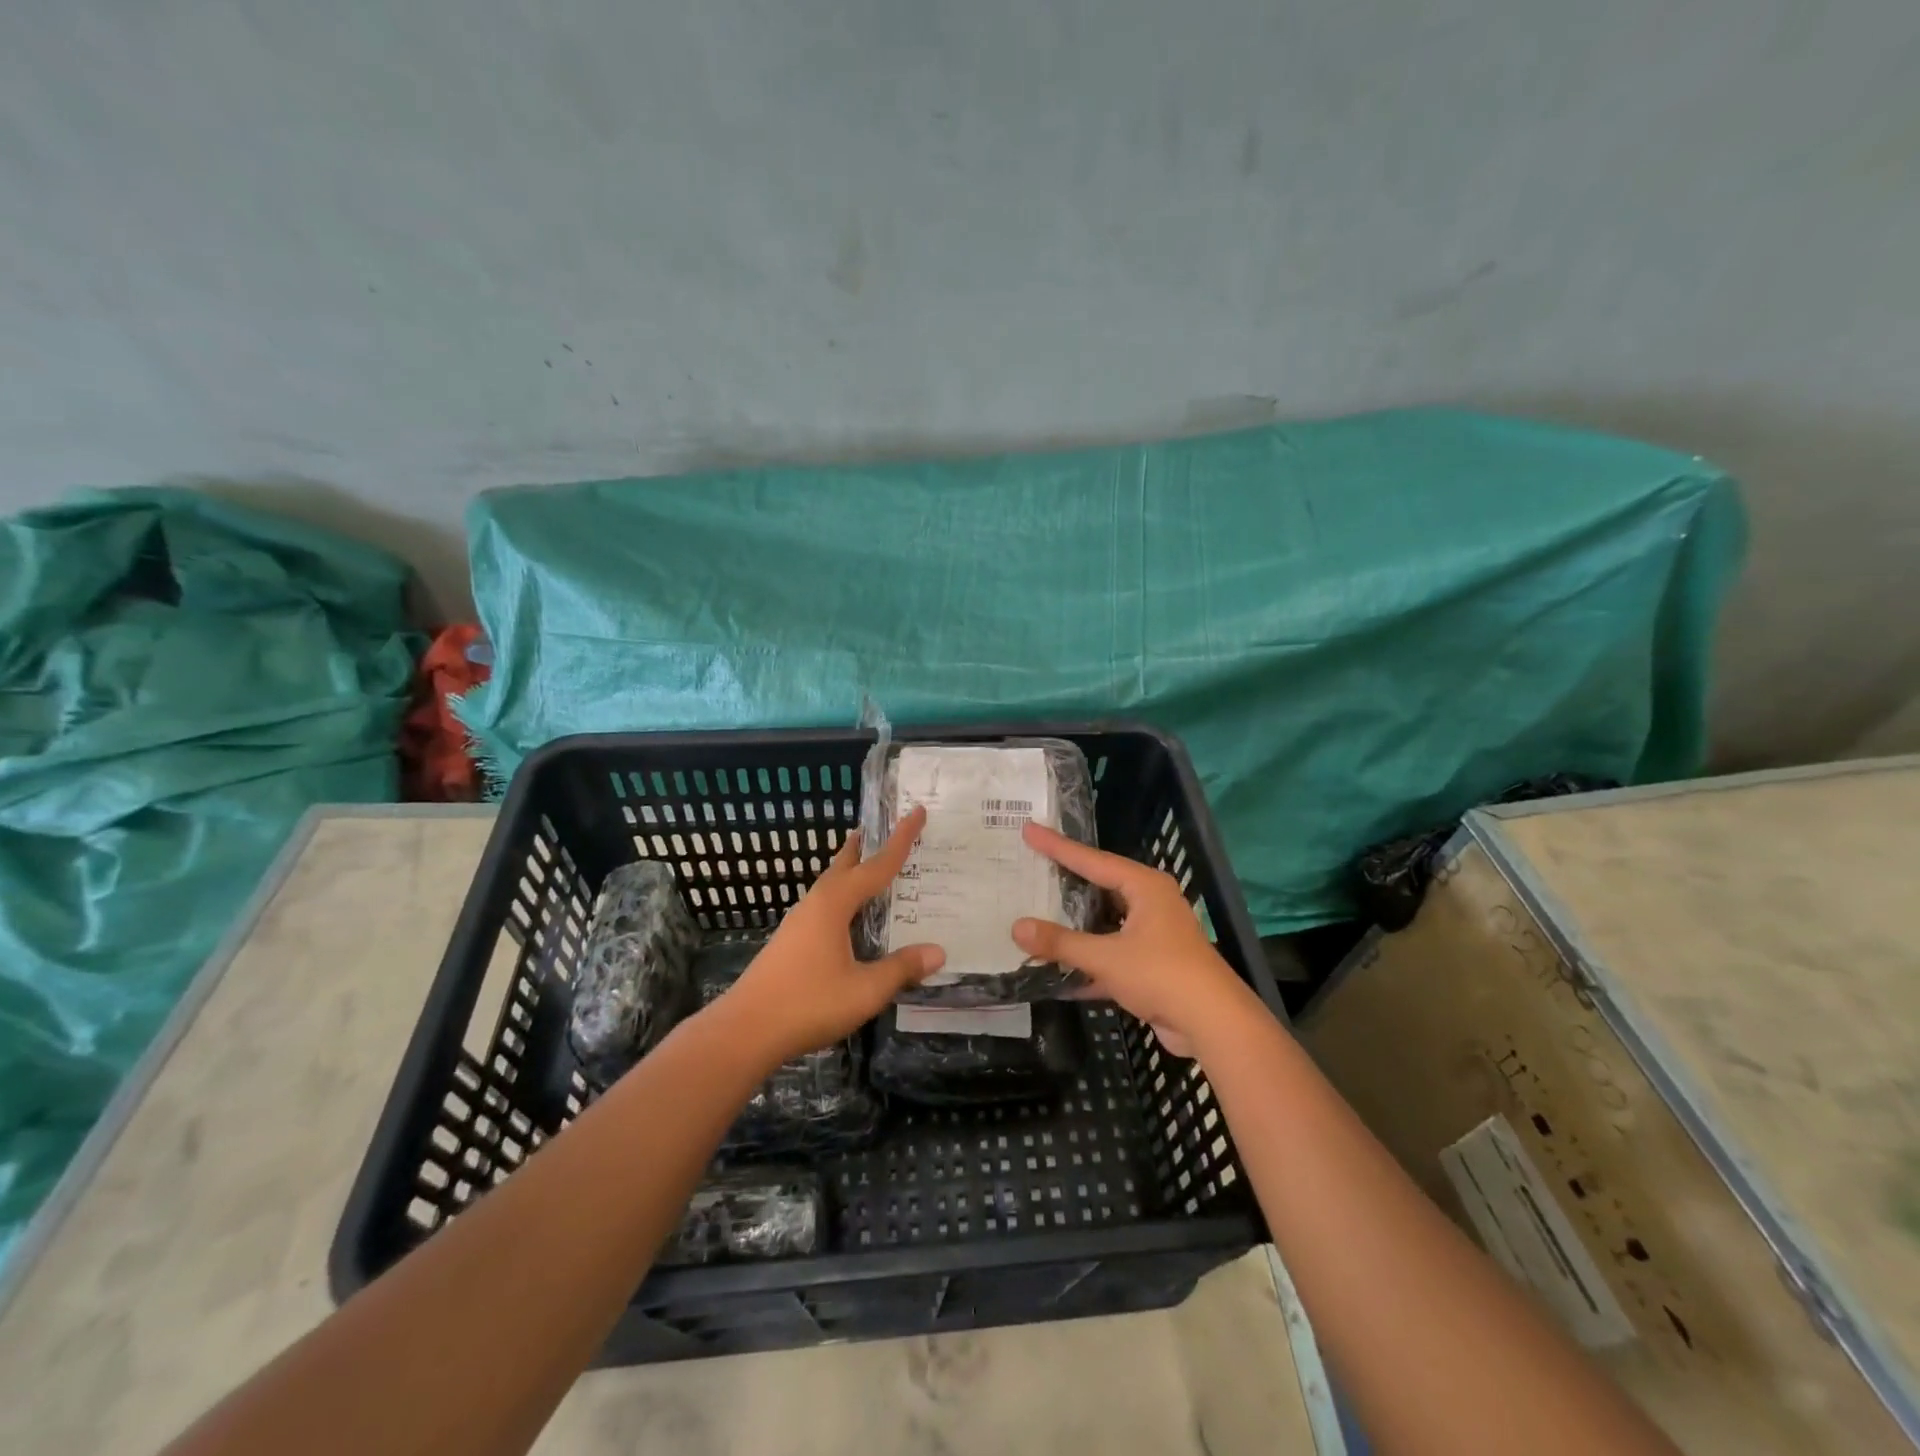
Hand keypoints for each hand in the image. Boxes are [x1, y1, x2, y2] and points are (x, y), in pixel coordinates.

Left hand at [712, 806, 944, 1068]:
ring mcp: (799, 922)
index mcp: (835, 904)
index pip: (876, 865)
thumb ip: (901, 968)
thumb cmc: (808, 1003)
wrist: (745, 1030)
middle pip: (845, 865)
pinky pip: (824, 905)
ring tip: (869, 867)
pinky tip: (848, 917)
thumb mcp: (865, 990)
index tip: (917, 811)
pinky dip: (843, 896)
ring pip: (831, 885)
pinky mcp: (790, 941)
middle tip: (883, 829)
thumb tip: (938, 951)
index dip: (901, 840)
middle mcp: (816, 904)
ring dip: (851, 871)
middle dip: (866, 847)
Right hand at [1012, 822, 1257, 1057]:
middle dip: (1066, 883)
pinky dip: (1088, 961)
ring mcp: (1153, 935)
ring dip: (1075, 927)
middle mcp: (1150, 904)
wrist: (1213, 1024)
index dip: (1057, 847)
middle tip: (1032, 867)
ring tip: (1036, 915)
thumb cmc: (1162, 974)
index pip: (1092, 860)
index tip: (1029, 830)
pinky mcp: (1152, 965)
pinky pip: (1111, 954)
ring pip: (1104, 923)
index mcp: (1144, 887)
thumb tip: (1017, 927)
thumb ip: (1061, 943)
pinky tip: (1056, 971)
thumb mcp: (1106, 957)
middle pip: (1099, 887)